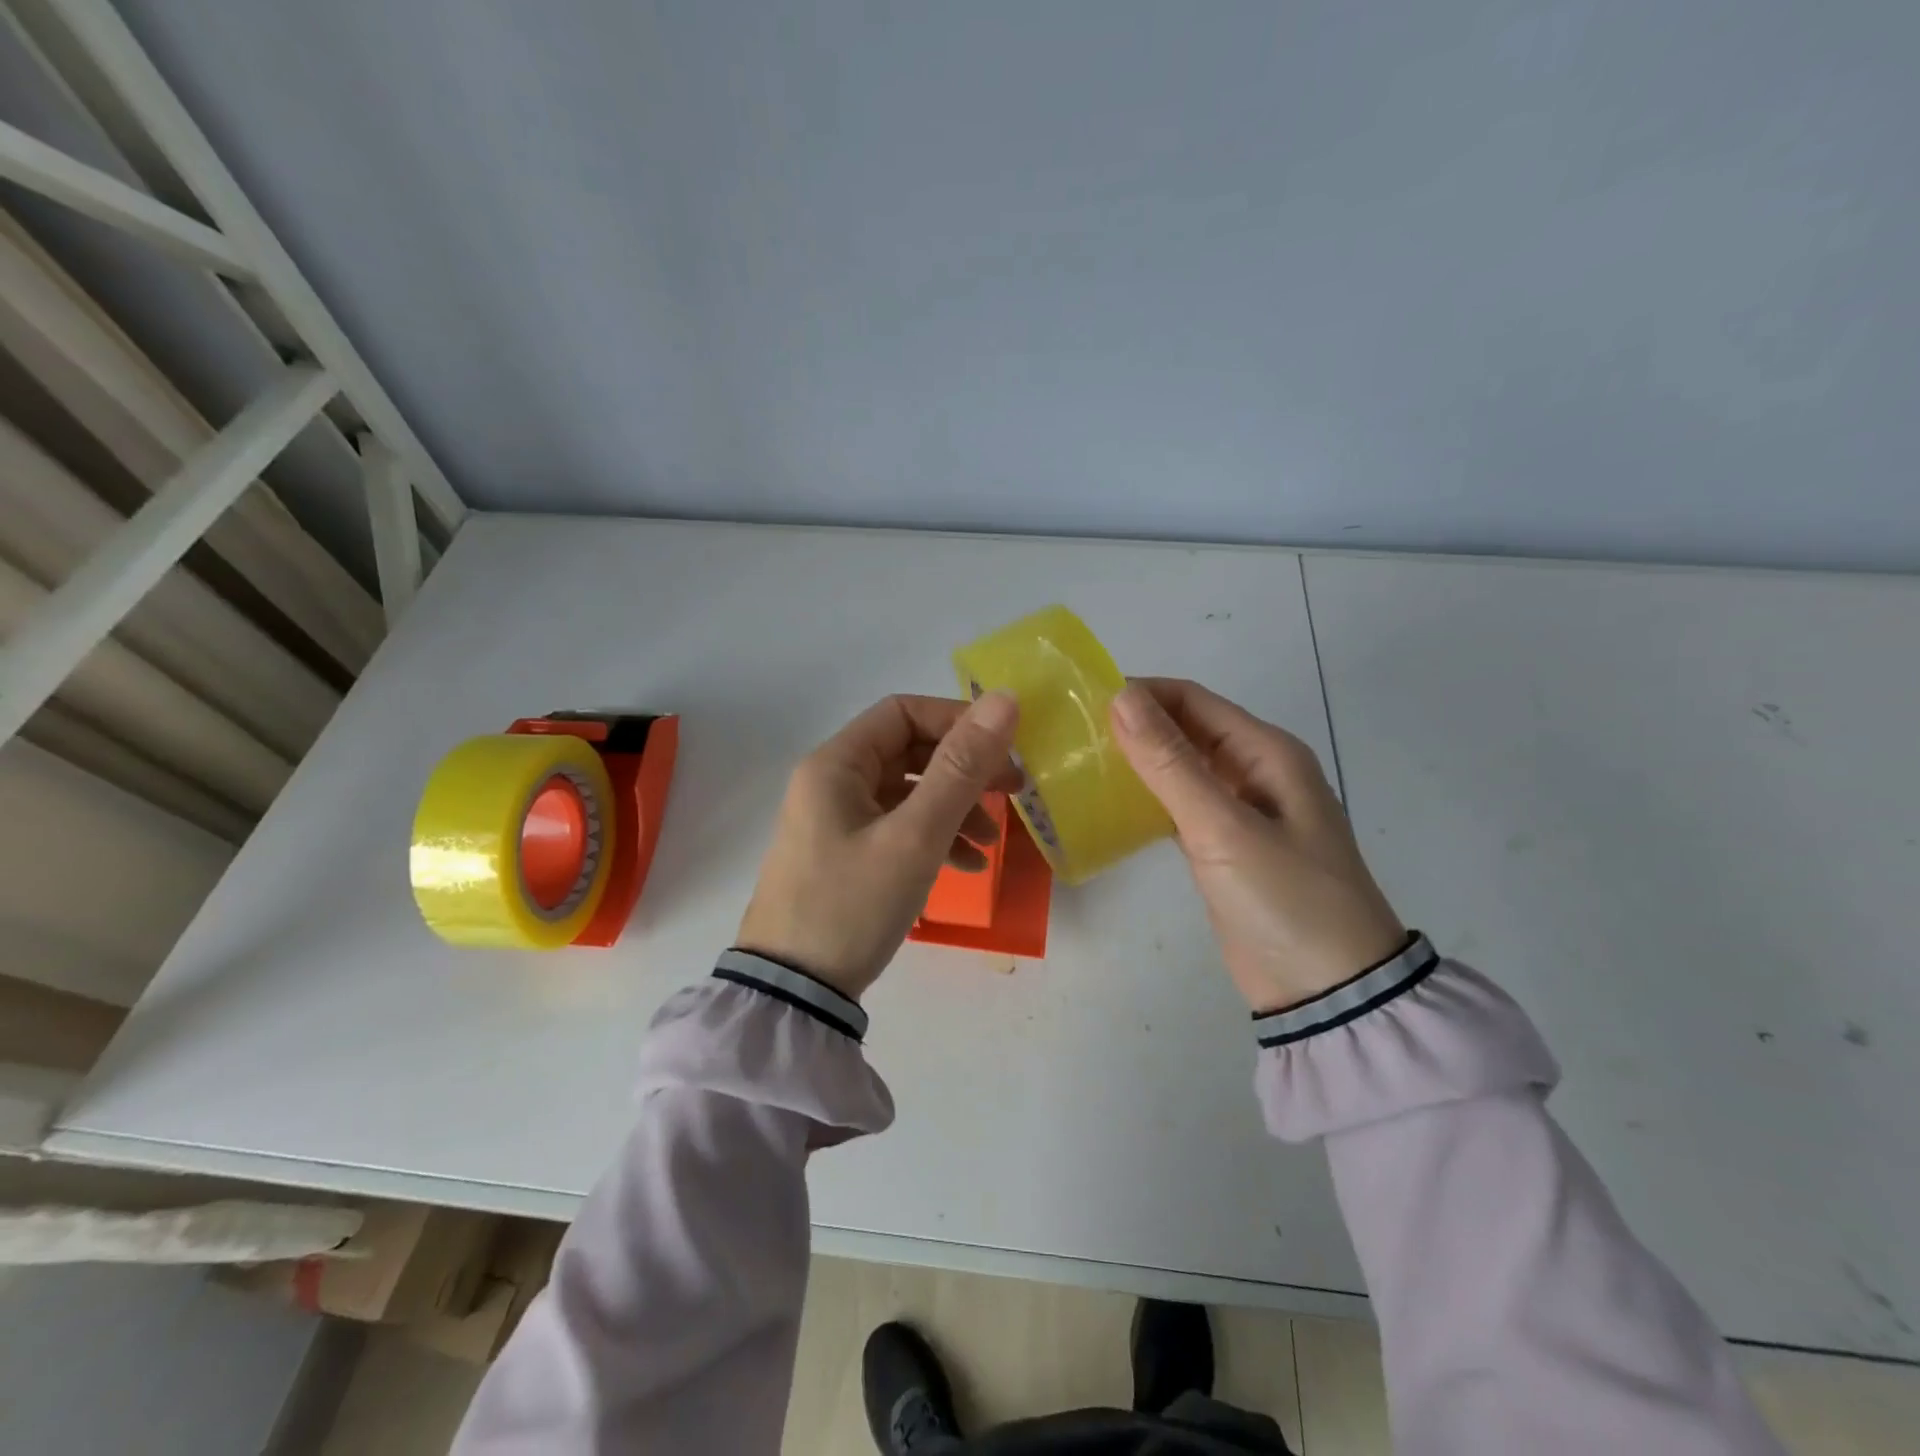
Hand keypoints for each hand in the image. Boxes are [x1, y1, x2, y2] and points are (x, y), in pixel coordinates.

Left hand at [737, 693, 1021, 999]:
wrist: (794, 993)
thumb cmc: (852, 905)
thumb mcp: (915, 837)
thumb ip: (961, 769)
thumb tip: (1005, 700)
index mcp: (837, 764)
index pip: (904, 713)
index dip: (957, 721)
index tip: (1004, 748)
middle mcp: (832, 783)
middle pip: (909, 753)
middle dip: (963, 770)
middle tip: (1013, 791)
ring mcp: (836, 821)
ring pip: (908, 793)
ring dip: (954, 808)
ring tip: (992, 842)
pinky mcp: (845, 855)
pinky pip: (898, 828)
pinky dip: (934, 838)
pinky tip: (966, 866)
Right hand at [1110, 678, 1405, 1012]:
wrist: (1329, 992)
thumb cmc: (1285, 899)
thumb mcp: (1224, 828)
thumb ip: (1170, 763)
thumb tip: (1121, 697)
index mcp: (1266, 752)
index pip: (1193, 700)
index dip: (1140, 694)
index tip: (1082, 702)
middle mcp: (1254, 772)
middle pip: (1186, 730)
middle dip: (1134, 725)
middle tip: (1072, 734)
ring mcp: (1239, 812)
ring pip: (1180, 768)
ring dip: (1137, 761)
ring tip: (1080, 763)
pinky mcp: (1223, 848)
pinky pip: (1179, 807)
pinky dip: (1146, 799)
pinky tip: (1108, 804)